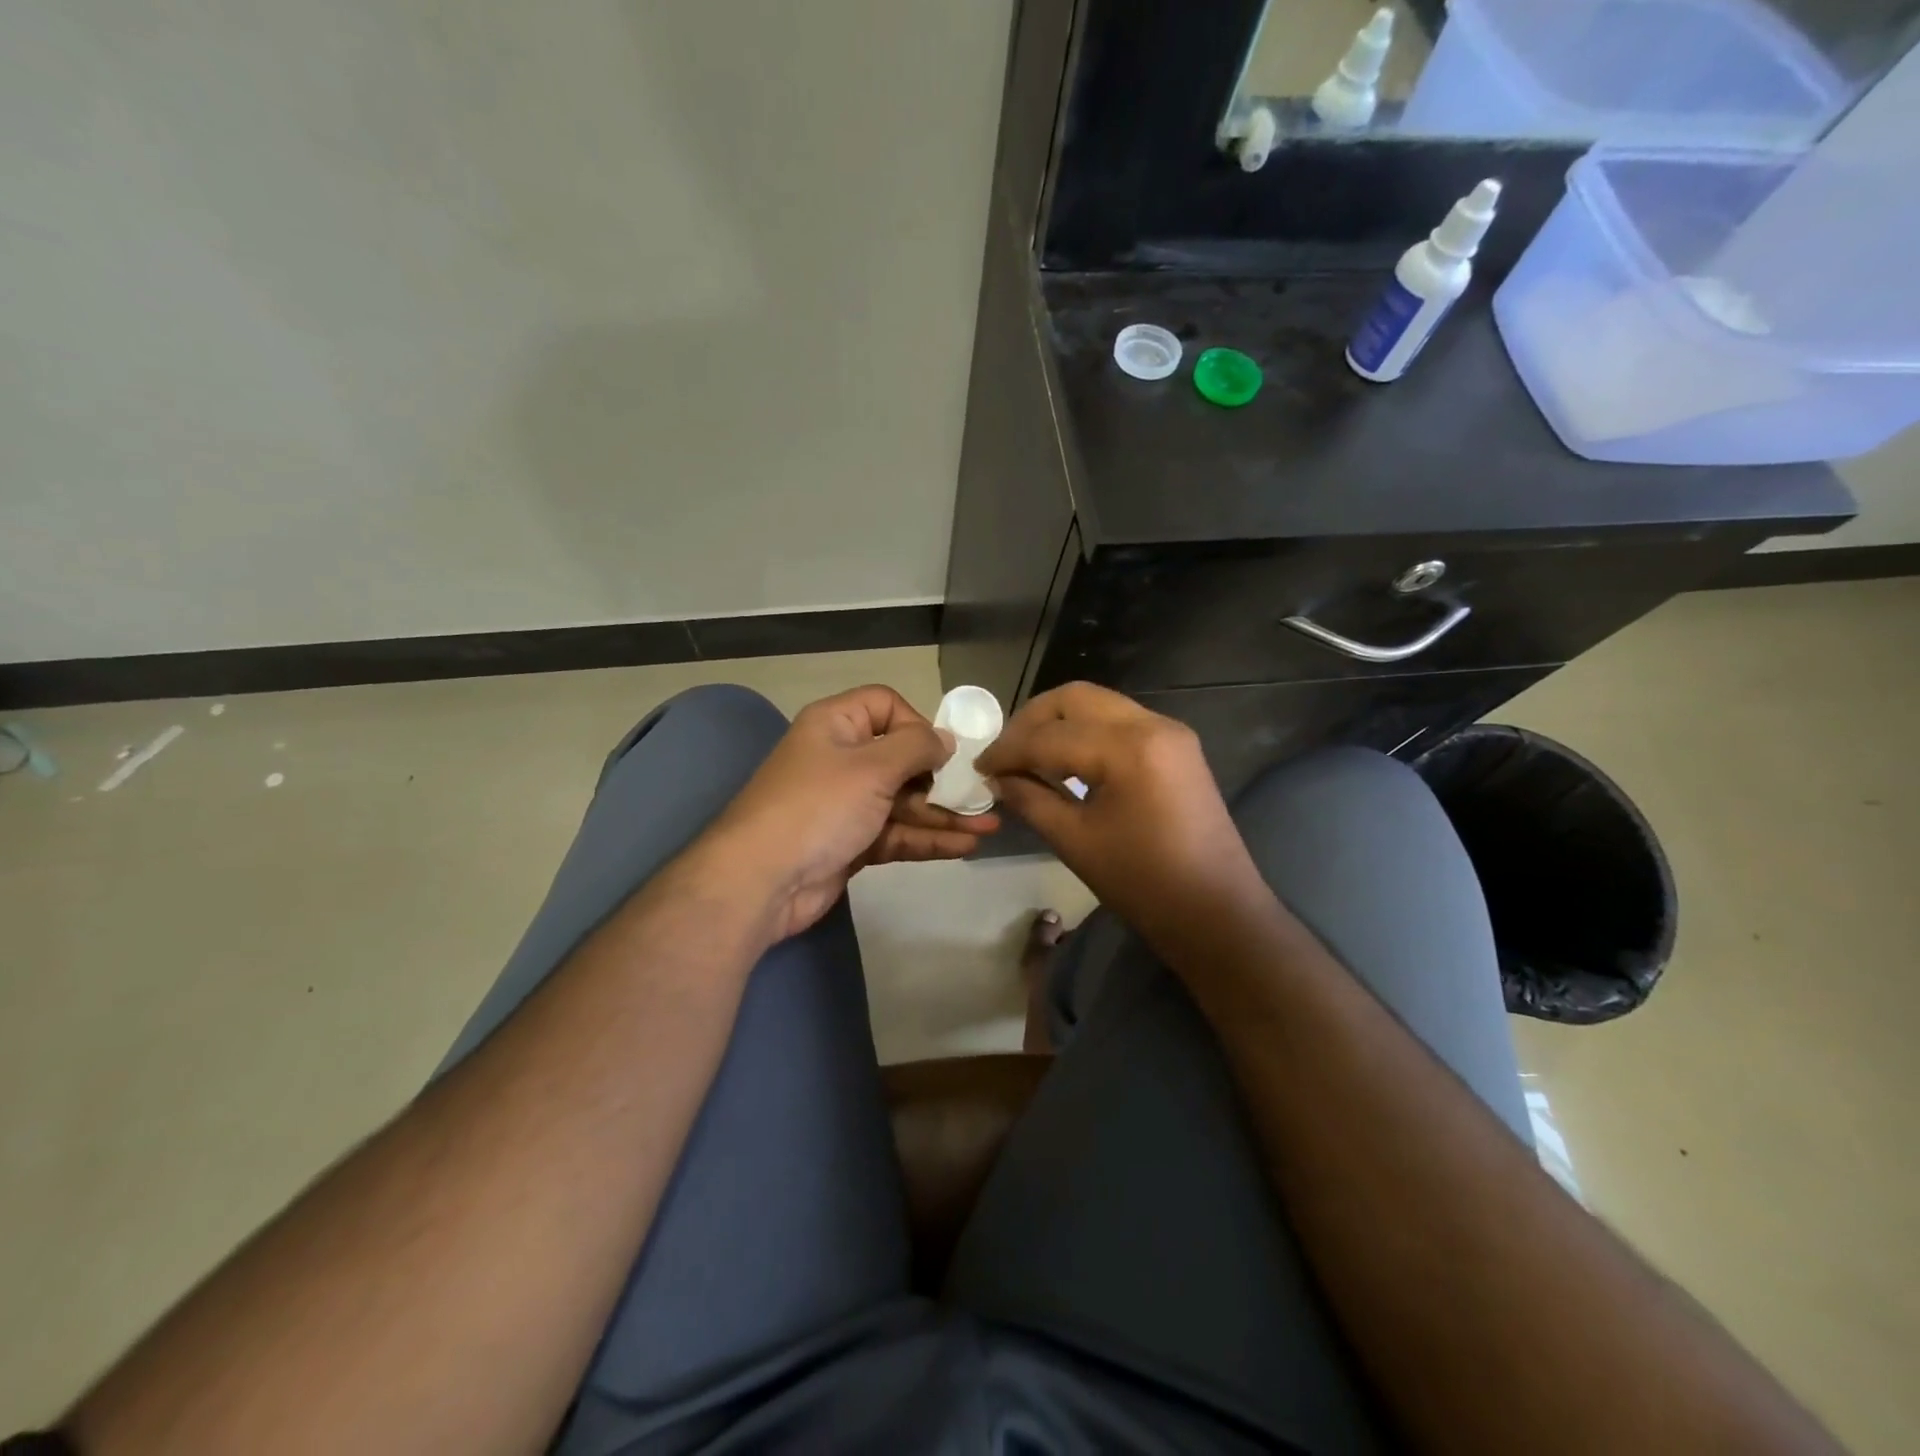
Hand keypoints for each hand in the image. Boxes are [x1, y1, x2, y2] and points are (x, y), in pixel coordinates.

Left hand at [701, 686, 999, 941]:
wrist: (762, 881)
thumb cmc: (818, 807)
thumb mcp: (872, 766)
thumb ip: (916, 748)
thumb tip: (946, 740)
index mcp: (836, 725)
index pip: (886, 705)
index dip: (916, 723)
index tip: (939, 753)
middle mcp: (841, 760)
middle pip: (901, 758)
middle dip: (942, 777)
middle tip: (982, 795)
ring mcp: (846, 805)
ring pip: (904, 801)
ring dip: (944, 813)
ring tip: (990, 825)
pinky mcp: (851, 844)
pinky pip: (896, 833)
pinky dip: (928, 838)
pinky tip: (966, 846)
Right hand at [976, 682, 1272, 956]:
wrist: (1216, 913)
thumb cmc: (1143, 884)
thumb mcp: (1075, 841)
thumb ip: (1031, 799)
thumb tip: (997, 779)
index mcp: (1128, 749)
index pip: (1050, 736)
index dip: (1008, 750)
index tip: (979, 767)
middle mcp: (1152, 725)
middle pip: (1075, 698)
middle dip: (1032, 720)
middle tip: (1004, 753)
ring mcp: (1169, 732)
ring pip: (1099, 705)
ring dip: (1059, 723)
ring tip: (1028, 756)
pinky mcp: (1176, 746)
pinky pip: (1120, 722)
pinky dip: (1086, 733)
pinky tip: (1064, 761)